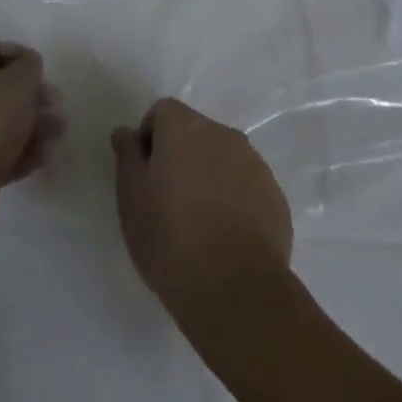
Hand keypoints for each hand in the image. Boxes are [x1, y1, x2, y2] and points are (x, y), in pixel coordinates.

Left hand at [0, 40, 61, 226]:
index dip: (19, 58)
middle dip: (28, 99)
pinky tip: (40, 158)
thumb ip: (29, 65)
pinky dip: (13, 151)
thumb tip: (27, 65)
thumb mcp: (20, 80)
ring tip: (55, 136)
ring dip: (27, 126)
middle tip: (55, 108)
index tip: (41, 73)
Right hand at [111, 99, 292, 325]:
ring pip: (224, 159)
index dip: (150, 140)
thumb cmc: (170, 237)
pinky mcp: (275, 197)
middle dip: (182, 158)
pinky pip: (248, 188)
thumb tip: (126, 132)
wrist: (234, 288)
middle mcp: (223, 134)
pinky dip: (236, 202)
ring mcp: (255, 164)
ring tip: (200, 226)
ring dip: (210, 178)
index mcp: (185, 127)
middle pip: (195, 133)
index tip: (145, 178)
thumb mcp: (131, 197)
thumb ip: (127, 155)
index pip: (162, 112)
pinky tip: (227, 240)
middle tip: (169, 204)